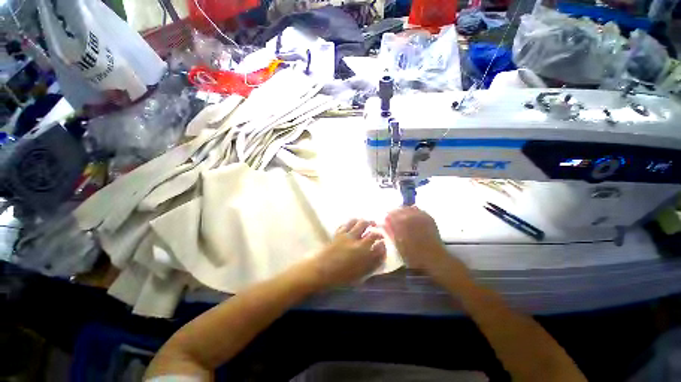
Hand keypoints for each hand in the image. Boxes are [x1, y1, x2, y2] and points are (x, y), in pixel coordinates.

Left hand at [312, 219, 385, 286]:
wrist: (320, 271)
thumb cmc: (340, 276)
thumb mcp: (360, 274)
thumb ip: (372, 264)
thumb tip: (380, 253)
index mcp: (363, 253)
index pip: (378, 243)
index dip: (382, 242)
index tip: (383, 242)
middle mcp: (357, 241)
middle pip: (369, 229)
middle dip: (376, 229)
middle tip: (377, 229)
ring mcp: (347, 235)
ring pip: (358, 222)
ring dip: (364, 221)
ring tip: (367, 222)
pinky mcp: (338, 233)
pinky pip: (346, 224)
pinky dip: (352, 222)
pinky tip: (353, 224)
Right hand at [385, 207, 448, 270]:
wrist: (434, 258)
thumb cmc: (413, 254)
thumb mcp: (397, 244)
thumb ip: (389, 231)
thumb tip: (383, 223)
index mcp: (400, 222)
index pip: (390, 214)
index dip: (387, 218)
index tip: (387, 222)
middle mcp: (410, 215)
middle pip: (398, 209)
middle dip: (395, 214)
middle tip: (394, 222)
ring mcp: (420, 215)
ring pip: (408, 208)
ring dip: (404, 212)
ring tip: (403, 220)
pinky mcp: (428, 217)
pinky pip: (417, 210)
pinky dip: (413, 212)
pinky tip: (413, 219)